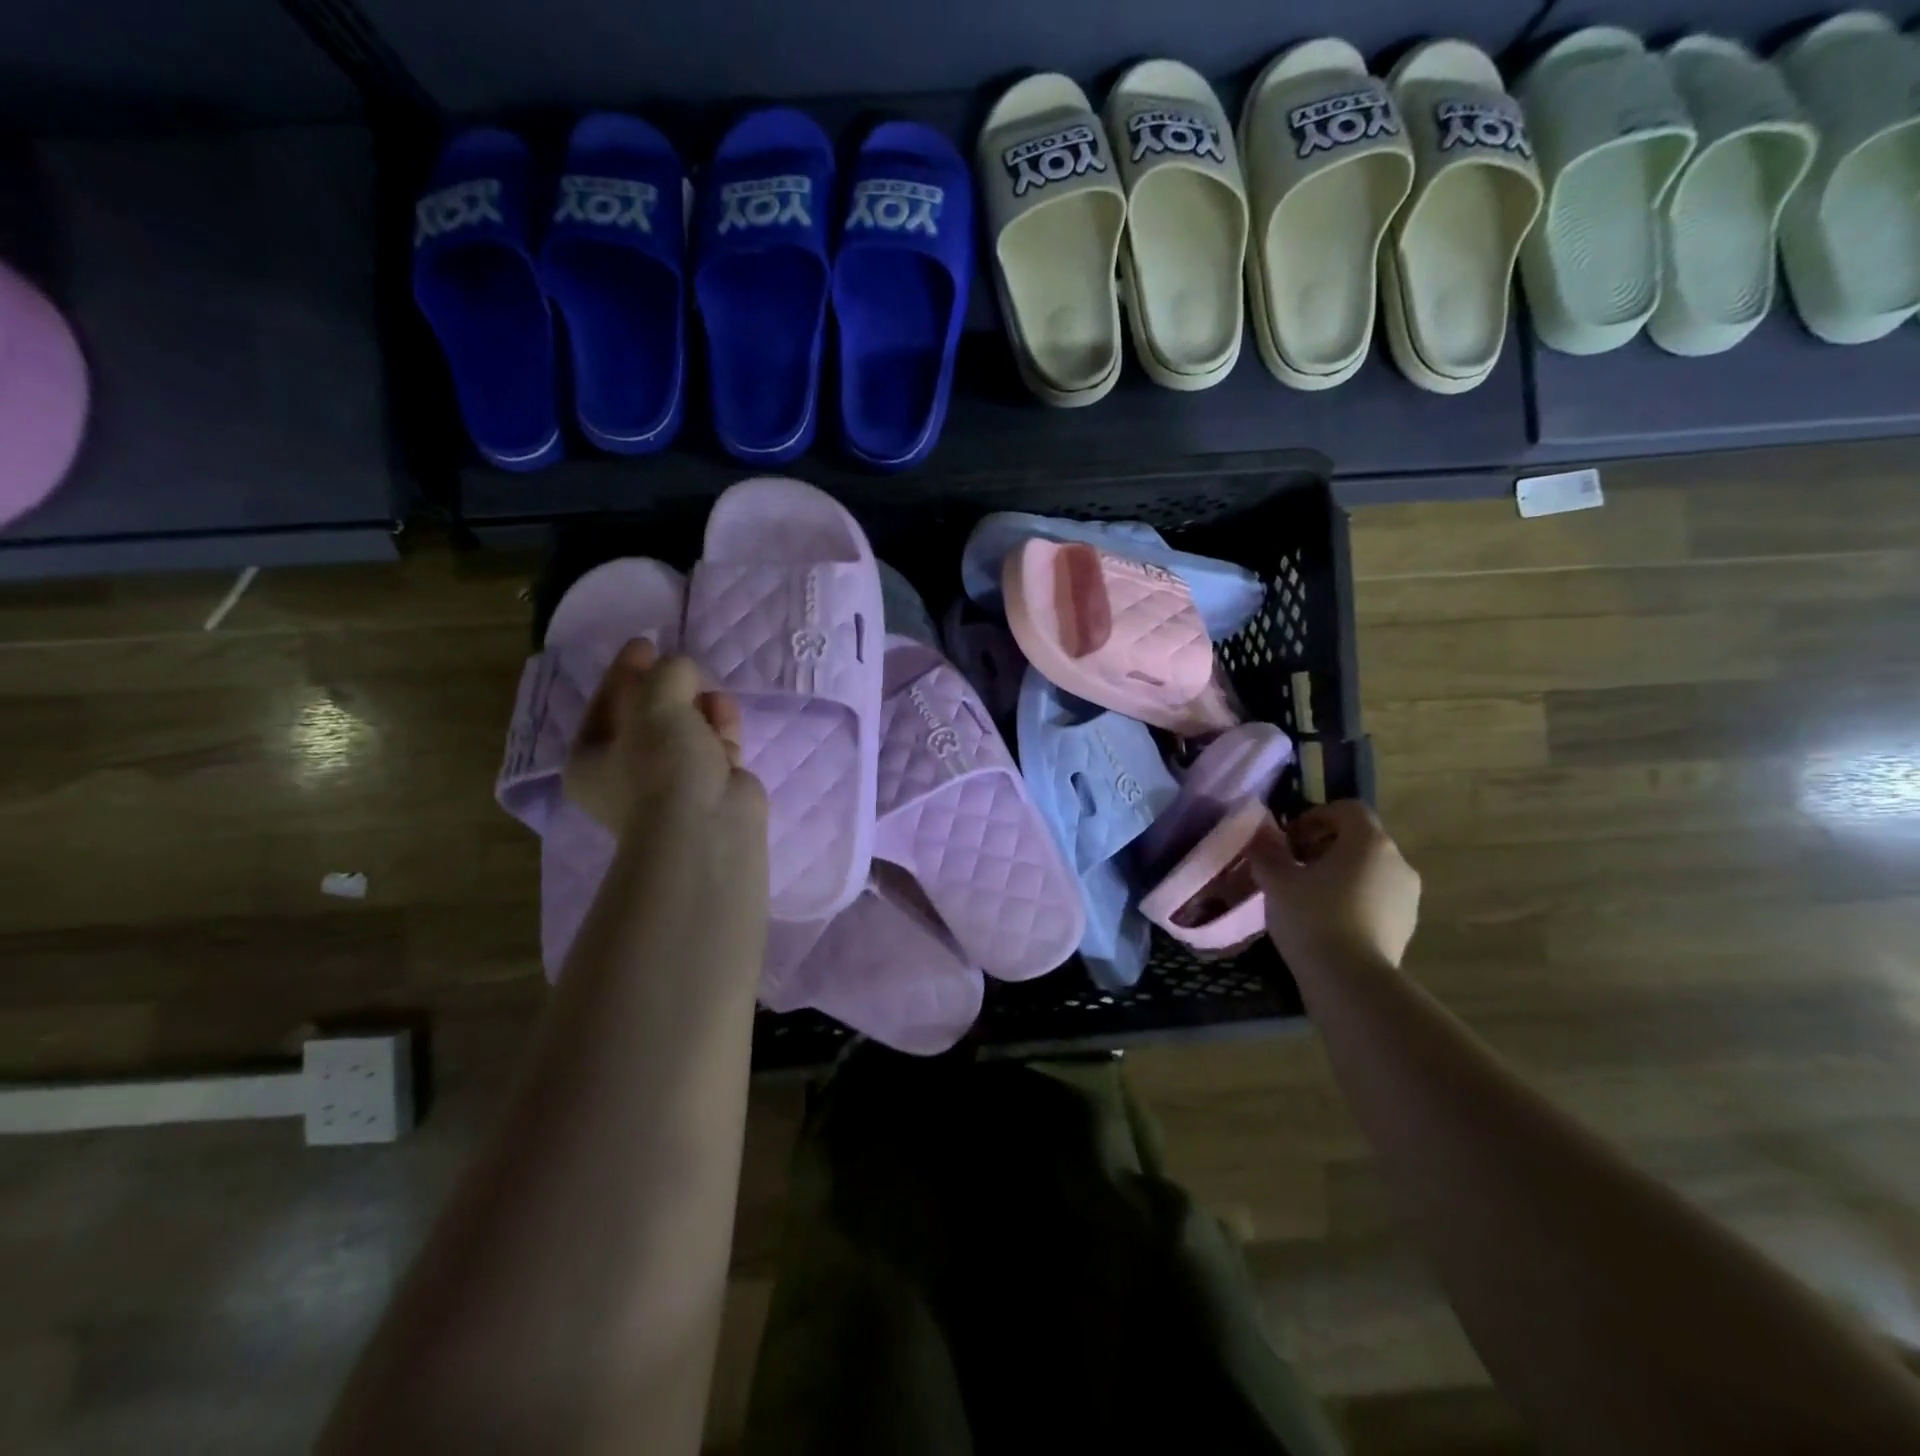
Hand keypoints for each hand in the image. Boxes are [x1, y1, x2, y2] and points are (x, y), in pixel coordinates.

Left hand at [564, 639, 764, 837]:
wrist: (706, 827)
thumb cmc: (662, 765)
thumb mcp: (654, 704)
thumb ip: (664, 673)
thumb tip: (680, 667)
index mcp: (591, 760)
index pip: (606, 704)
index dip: (625, 671)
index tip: (647, 643)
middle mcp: (627, 773)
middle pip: (648, 715)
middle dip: (669, 689)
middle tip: (685, 668)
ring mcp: (672, 782)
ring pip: (685, 729)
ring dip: (699, 706)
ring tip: (713, 696)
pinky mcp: (712, 786)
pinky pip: (714, 744)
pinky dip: (721, 727)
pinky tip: (727, 713)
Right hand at [1250, 800, 1419, 969]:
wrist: (1350, 981)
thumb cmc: (1312, 917)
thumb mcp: (1276, 880)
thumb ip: (1267, 851)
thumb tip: (1261, 834)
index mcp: (1369, 842)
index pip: (1347, 810)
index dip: (1315, 816)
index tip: (1289, 838)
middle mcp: (1397, 862)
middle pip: (1359, 840)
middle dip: (1324, 846)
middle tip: (1293, 866)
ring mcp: (1407, 896)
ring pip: (1369, 870)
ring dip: (1340, 874)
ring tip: (1308, 896)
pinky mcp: (1406, 926)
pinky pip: (1377, 898)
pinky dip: (1353, 899)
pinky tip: (1326, 921)